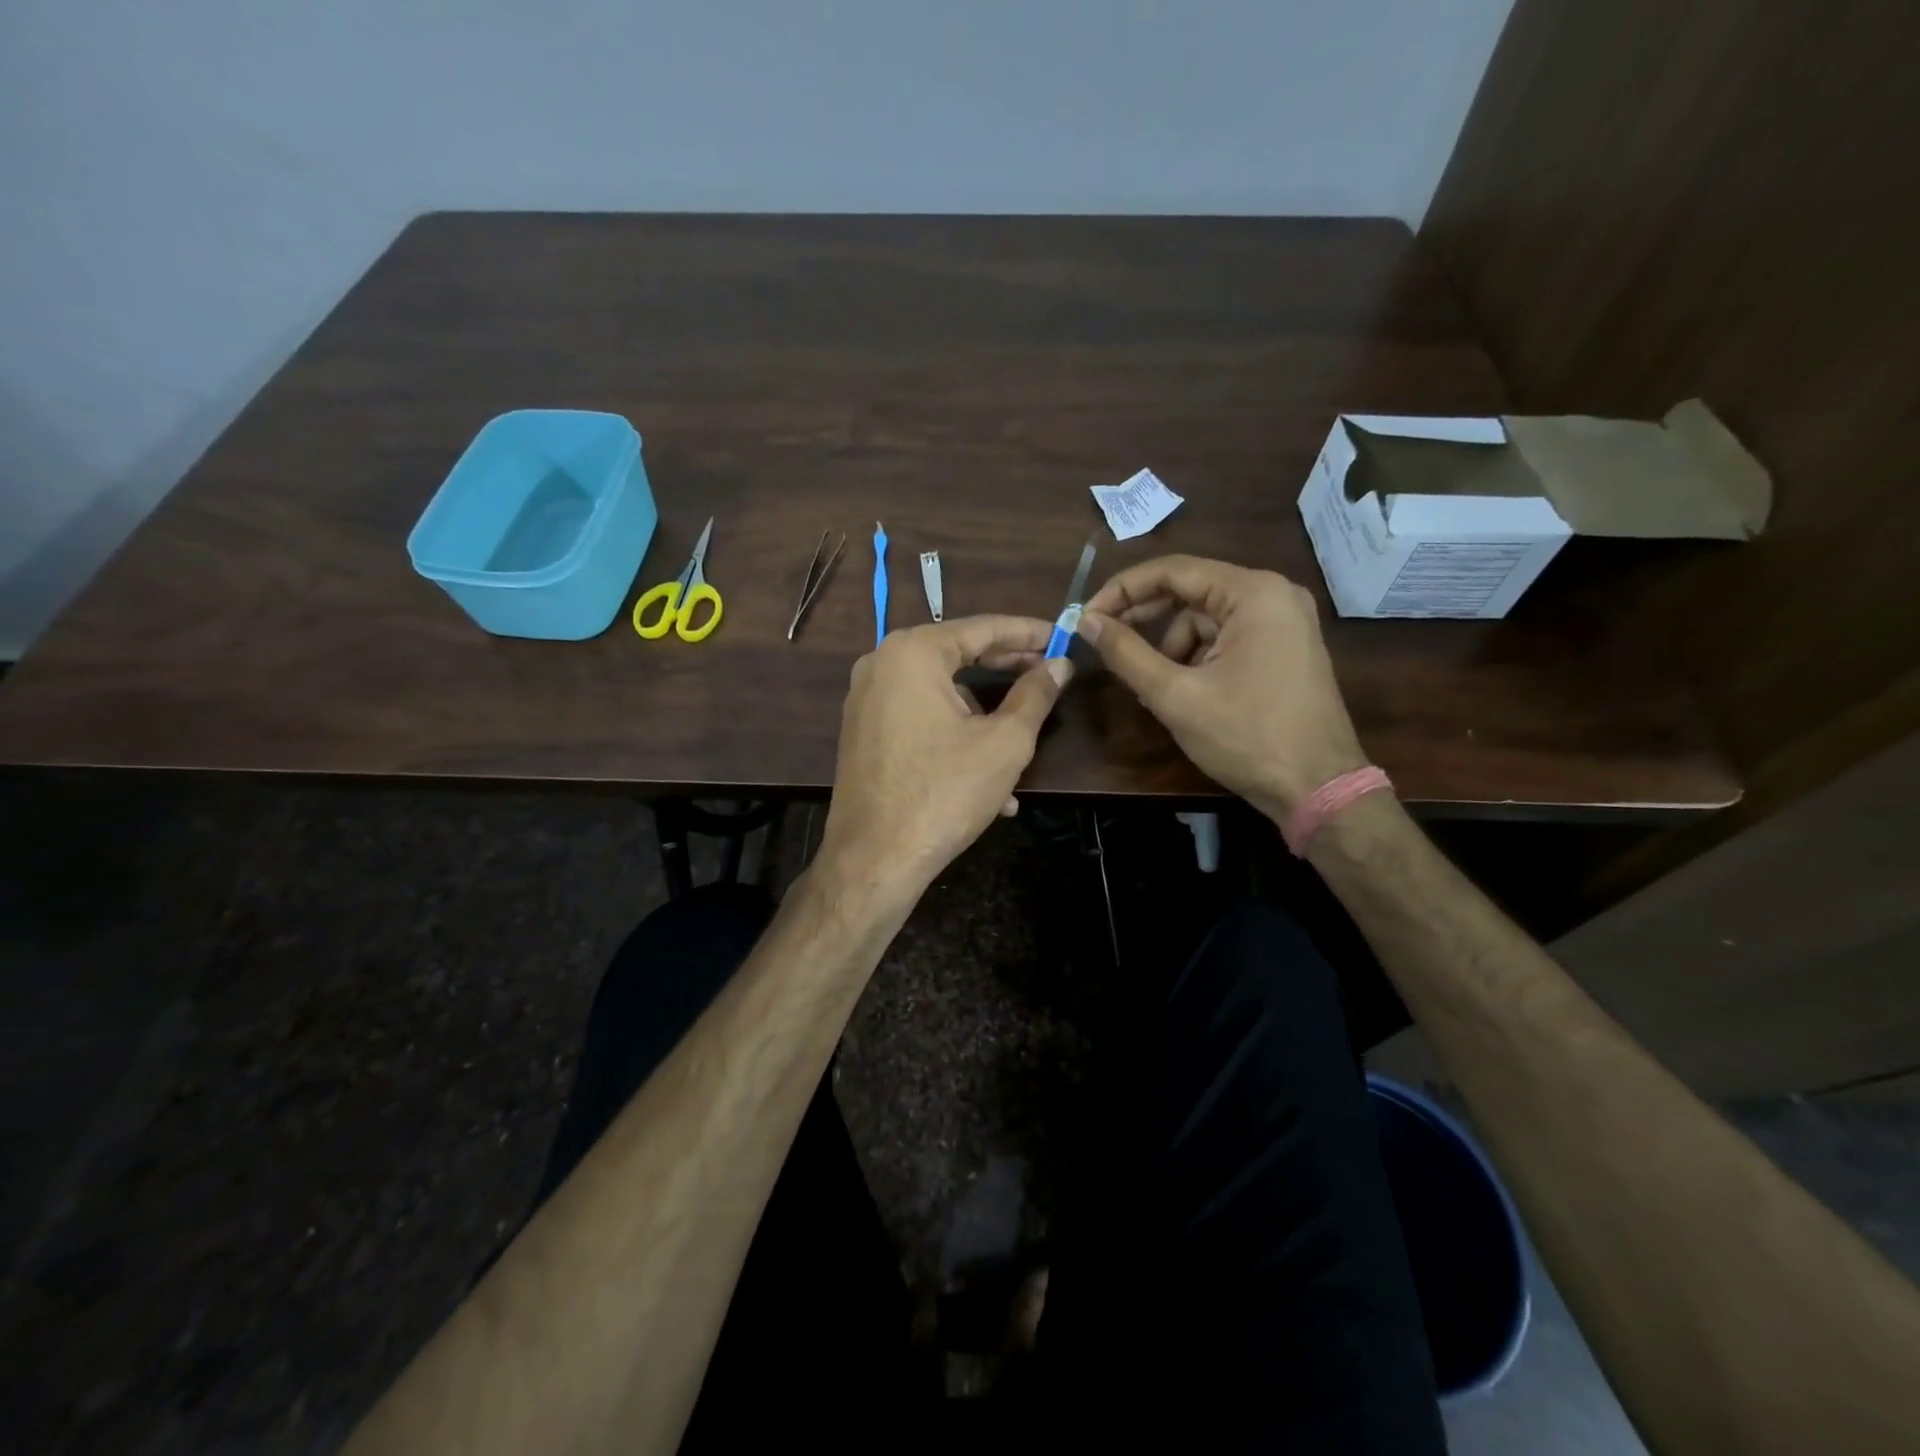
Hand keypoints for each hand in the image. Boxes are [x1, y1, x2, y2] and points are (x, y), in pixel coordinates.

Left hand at [818, 616, 1070, 894]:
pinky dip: (953, 736)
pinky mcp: (862, 732)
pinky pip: (919, 719)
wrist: (874, 858)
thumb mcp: (1005, 742)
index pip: (982, 628)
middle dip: (1007, 668)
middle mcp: (881, 664)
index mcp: (913, 653)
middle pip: (958, 654)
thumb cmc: (945, 792)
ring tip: (1022, 748)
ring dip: (983, 716)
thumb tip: (1060, 665)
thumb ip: (1035, 694)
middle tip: (1049, 672)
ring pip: (941, 693)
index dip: (1028, 632)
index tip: (1061, 635)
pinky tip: (985, 780)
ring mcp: (865, 699)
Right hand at [1078, 556, 1365, 820]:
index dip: (1122, 590)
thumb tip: (1086, 622)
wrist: (1318, 789)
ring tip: (1155, 689)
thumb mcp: (1176, 696)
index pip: (1173, 571)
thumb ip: (1126, 653)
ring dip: (1171, 647)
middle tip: (1104, 642)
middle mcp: (1274, 594)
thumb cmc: (1246, 737)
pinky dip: (1197, 658)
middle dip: (1145, 618)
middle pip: (1190, 591)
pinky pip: (1226, 638)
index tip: (1087, 617)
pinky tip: (1184, 693)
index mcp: (1253, 593)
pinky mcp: (1285, 648)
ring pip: (1205, 619)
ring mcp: (1284, 622)